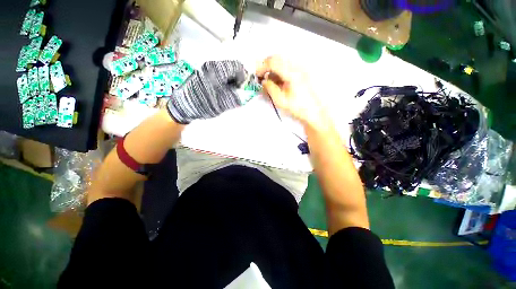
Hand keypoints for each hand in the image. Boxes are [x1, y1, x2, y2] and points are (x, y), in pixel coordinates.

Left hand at [167, 60, 246, 123]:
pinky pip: (219, 76)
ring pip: (225, 73)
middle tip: (237, 93)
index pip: (237, 67)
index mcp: (217, 70)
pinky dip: (224, 84)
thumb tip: (247, 94)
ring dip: (231, 83)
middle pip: (231, 69)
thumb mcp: (223, 103)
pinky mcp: (203, 75)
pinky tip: (222, 93)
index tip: (244, 88)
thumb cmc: (203, 103)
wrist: (183, 106)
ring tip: (229, 95)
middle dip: (238, 80)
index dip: (244, 77)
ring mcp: (206, 70)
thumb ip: (237, 97)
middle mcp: (212, 66)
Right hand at [256, 56, 327, 128]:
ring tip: (271, 81)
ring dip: (273, 68)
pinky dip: (280, 70)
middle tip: (262, 76)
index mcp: (292, 73)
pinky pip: (288, 65)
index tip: (257, 75)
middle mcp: (297, 66)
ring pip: (283, 60)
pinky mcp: (303, 70)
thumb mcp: (280, 100)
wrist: (314, 111)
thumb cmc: (297, 107)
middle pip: (278, 57)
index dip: (262, 67)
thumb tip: (263, 81)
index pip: (273, 62)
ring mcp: (301, 67)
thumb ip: (270, 88)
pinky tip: (280, 81)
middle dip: (267, 65)